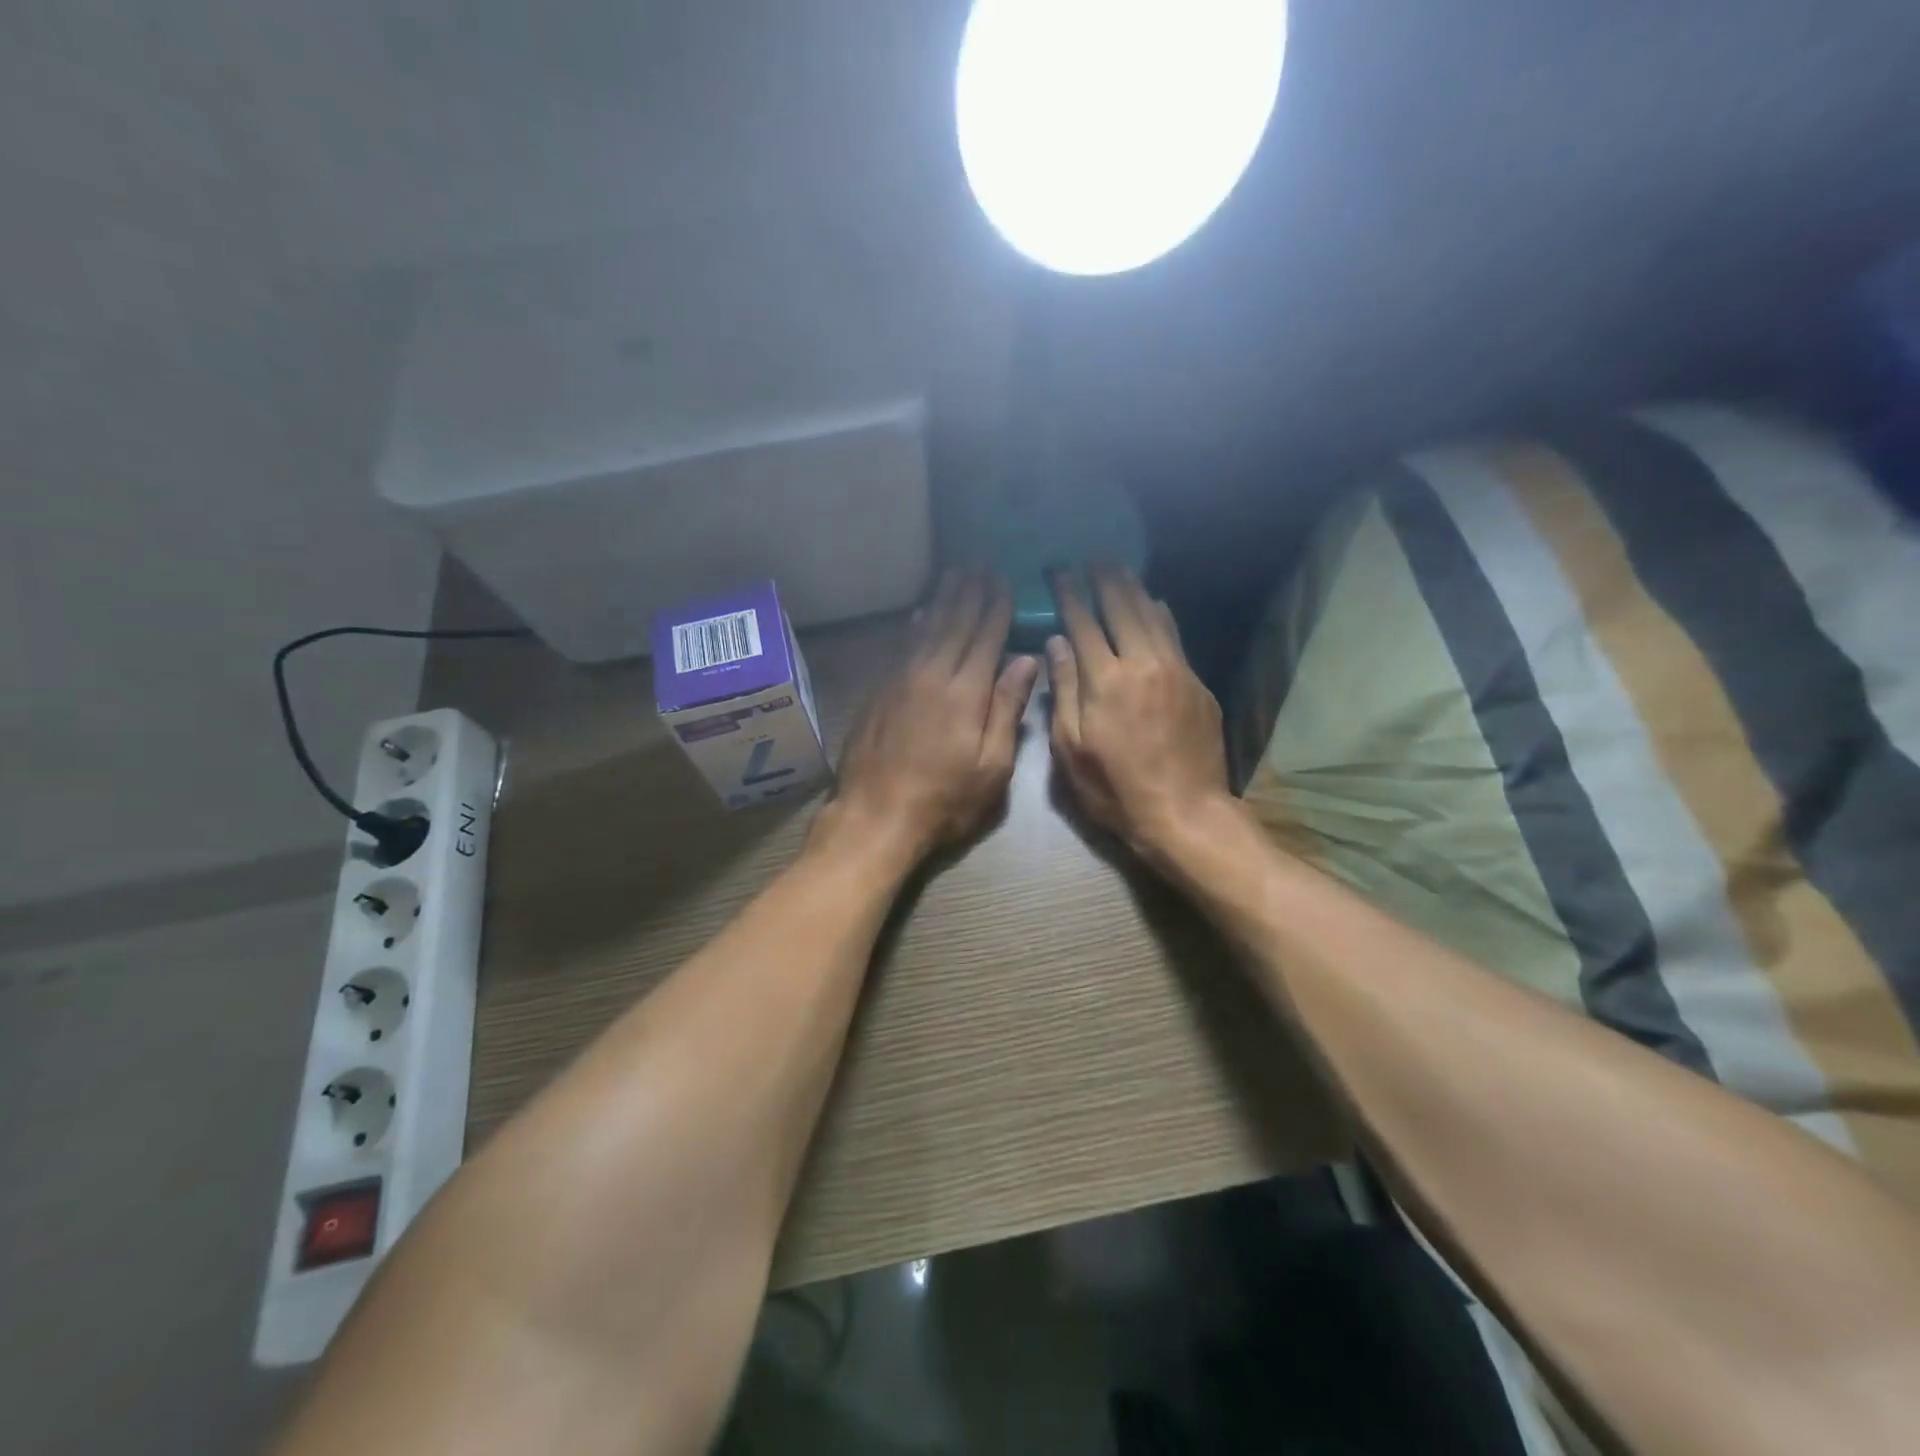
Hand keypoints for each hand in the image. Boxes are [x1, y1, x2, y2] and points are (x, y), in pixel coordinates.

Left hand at [817, 570, 1039, 864]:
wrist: (876, 814)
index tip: (1004, 580)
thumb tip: (1026, 660)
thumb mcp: (992, 765)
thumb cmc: (944, 798)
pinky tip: (920, 613)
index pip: (986, 636)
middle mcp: (932, 674)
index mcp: (966, 692)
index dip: (997, 607)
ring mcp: (901, 680)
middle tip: (980, 564)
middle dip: (970, 592)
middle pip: (954, 623)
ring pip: (926, 628)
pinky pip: (902, 646)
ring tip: (954, 574)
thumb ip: (1007, 709)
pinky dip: (915, 624)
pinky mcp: (880, 691)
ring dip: (942, 599)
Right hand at [1047, 565, 1230, 864]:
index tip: (1058, 570)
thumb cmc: (1116, 789)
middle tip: (1093, 555)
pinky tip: (1156, 604)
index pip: (1082, 622)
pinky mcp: (1197, 684)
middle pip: (1122, 607)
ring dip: (1134, 588)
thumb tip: (1055, 643)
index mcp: (1105, 680)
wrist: (1185, 812)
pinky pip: (1176, 637)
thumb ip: (1063, 691)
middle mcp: (1142, 663)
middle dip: (1105, 578)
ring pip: (1153, 615)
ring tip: (1120, 568)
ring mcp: (1176, 670)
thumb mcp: (1071, 749)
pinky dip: (1162, 615)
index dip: (1068, 593)